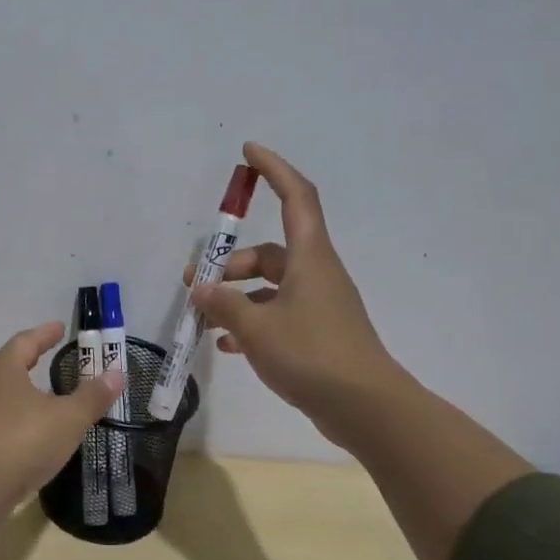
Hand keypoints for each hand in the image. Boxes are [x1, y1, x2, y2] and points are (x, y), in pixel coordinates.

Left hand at [0, 321, 124, 495]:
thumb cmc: (22, 441)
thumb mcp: (68, 419)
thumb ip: (92, 396)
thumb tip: (117, 374)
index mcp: (1, 368)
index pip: (25, 342)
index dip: (45, 334)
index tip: (59, 327)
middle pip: (4, 366)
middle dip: (26, 363)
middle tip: (44, 361)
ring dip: (14, 396)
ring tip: (35, 404)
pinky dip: (4, 424)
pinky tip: (18, 439)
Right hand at [184, 142, 398, 447]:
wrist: (366, 408)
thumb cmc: (312, 355)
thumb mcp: (257, 329)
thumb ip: (223, 305)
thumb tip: (200, 288)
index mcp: (309, 258)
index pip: (296, 197)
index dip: (274, 169)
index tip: (248, 152)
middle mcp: (315, 274)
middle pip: (268, 252)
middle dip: (229, 263)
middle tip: (193, 282)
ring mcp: (318, 306)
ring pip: (269, 287)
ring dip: (236, 297)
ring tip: (203, 319)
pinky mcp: (317, 334)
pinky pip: (276, 316)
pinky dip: (251, 323)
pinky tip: (226, 345)